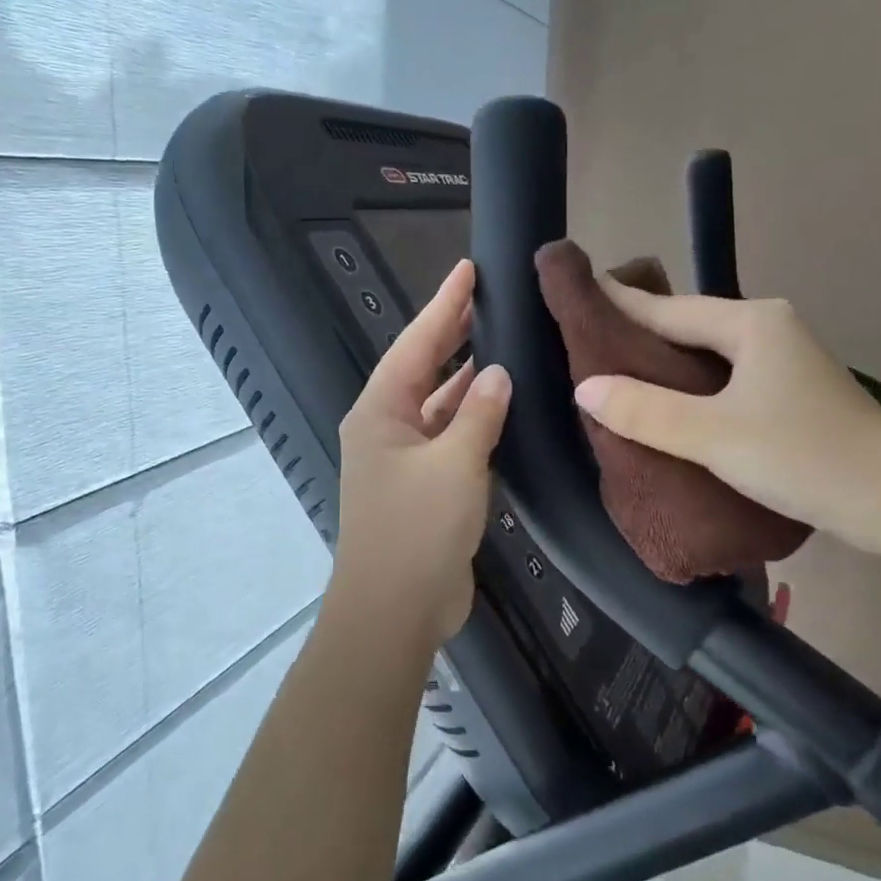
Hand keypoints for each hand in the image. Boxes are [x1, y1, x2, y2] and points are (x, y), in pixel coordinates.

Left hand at [330, 260, 511, 645]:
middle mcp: (386, 428)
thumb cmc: (417, 529)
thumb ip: (479, 414)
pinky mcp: (423, 488)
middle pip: (422, 369)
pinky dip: (472, 419)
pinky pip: (449, 438)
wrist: (395, 611)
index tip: (468, 270)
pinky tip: (500, 405)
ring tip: (499, 342)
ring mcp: (403, 460)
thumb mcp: (454, 464)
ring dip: (464, 378)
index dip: (443, 306)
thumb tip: (497, 373)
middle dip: (451, 334)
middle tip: (487, 298)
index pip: (416, 345)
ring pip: (437, 405)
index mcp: (380, 413)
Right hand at [572, 286, 880, 554]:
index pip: (668, 308)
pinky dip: (691, 386)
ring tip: (615, 372)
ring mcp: (782, 361)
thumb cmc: (805, 456)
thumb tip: (586, 387)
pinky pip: (724, 379)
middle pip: (688, 326)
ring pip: (707, 354)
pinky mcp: (789, 394)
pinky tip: (667, 404)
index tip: (577, 291)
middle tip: (585, 338)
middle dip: (639, 332)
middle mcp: (767, 329)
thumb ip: (646, 411)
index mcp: (751, 322)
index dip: (620, 302)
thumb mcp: (715, 435)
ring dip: (665, 362)